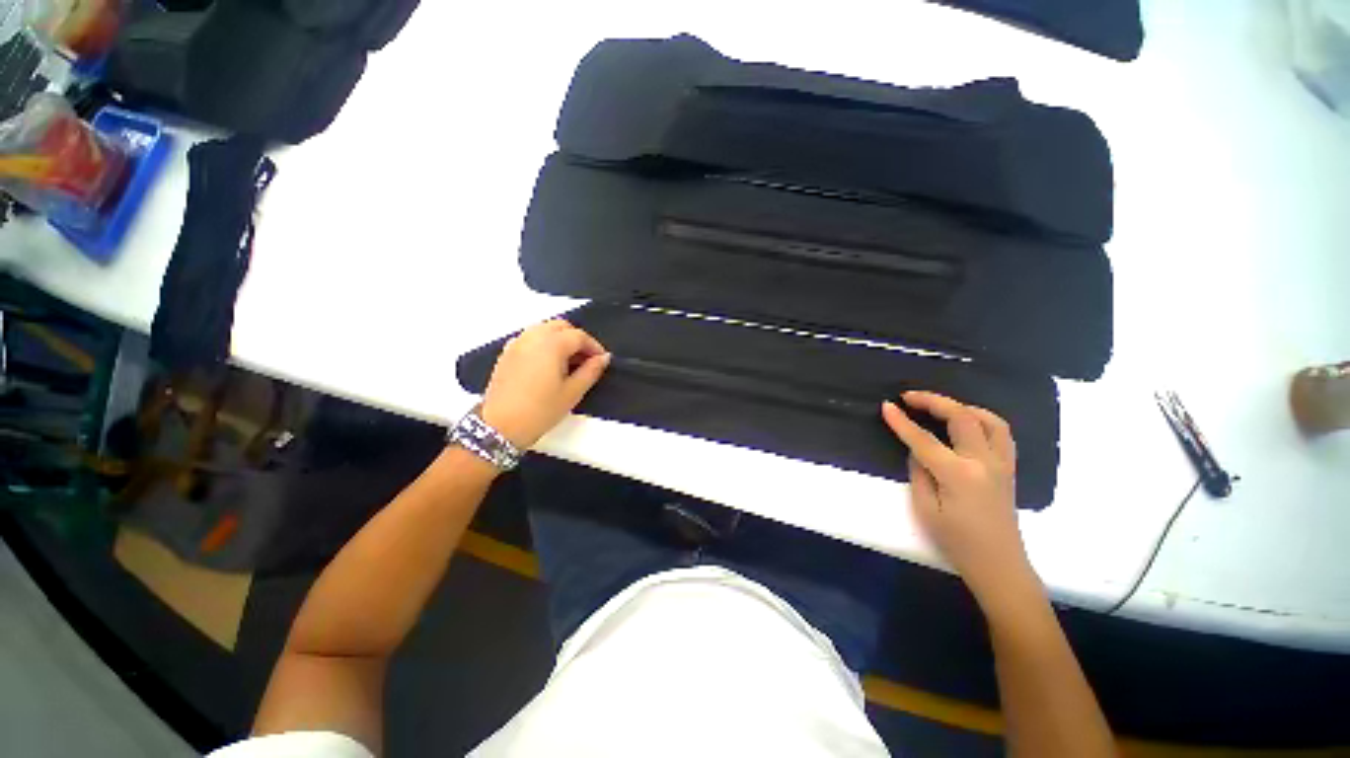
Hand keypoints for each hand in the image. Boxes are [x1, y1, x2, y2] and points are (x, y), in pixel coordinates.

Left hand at [480, 320, 609, 448]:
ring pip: (544, 329)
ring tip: (570, 362)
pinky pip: (531, 337)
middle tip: (587, 359)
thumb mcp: (572, 392)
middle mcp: (533, 336)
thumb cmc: (540, 410)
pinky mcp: (507, 353)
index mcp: (551, 344)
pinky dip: (544, 343)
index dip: (594, 346)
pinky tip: (549, 364)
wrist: (500, 426)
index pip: (579, 336)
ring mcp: (517, 343)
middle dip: (577, 339)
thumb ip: (591, 371)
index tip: (601, 360)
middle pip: (561, 326)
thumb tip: (603, 358)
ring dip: (560, 339)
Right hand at [881, 391, 1035, 604]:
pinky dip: (983, 420)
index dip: (902, 422)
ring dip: (962, 406)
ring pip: (989, 420)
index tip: (886, 406)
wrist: (999, 565)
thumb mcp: (925, 509)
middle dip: (933, 401)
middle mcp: (983, 462)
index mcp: (958, 475)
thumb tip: (917, 450)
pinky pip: (1001, 433)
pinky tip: (967, 423)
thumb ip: (918, 473)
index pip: (924, 439)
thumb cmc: (957, 542)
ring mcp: (1001, 464)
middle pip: (961, 417)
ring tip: (940, 407)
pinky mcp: (1008, 468)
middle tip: (909, 397)